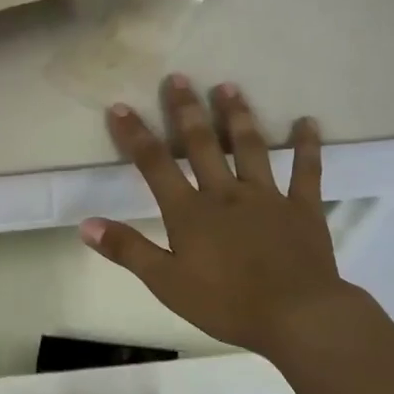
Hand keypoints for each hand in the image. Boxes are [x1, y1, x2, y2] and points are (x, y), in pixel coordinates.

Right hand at [80, 74, 362, 356]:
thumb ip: (127, 250)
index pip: (155, 165)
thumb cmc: (226, 304)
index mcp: (190, 212)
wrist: (296, 315)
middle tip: (178, 77)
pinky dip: (307, 145)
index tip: (120, 106)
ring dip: (238, 116)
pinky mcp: (303, 207)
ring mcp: (267, 196)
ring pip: (250, 147)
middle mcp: (226, 193)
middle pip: (202, 144)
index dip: (135, 135)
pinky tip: (308, 121)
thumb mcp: (166, 283)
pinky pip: (306, 170)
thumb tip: (86, 224)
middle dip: (186, 110)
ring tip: (228, 86)